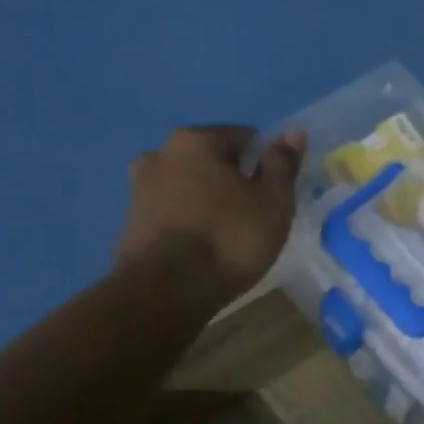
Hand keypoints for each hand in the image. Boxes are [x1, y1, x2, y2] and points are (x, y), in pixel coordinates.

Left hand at [115, 125, 304, 302]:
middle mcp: (160, 153)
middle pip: (211, 161)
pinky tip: (202, 249)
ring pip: (188, 187)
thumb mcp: (272, 202)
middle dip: (233, 181)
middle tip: (254, 217)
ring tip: (227, 237)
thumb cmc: (229, 239)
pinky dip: (188, 222)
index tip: (275, 195)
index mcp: (196, 139)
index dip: (265, 164)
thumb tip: (293, 132)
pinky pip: (172, 212)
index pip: (243, 138)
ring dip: (208, 202)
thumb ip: (282, 164)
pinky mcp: (131, 223)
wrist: (165, 291)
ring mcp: (139, 188)